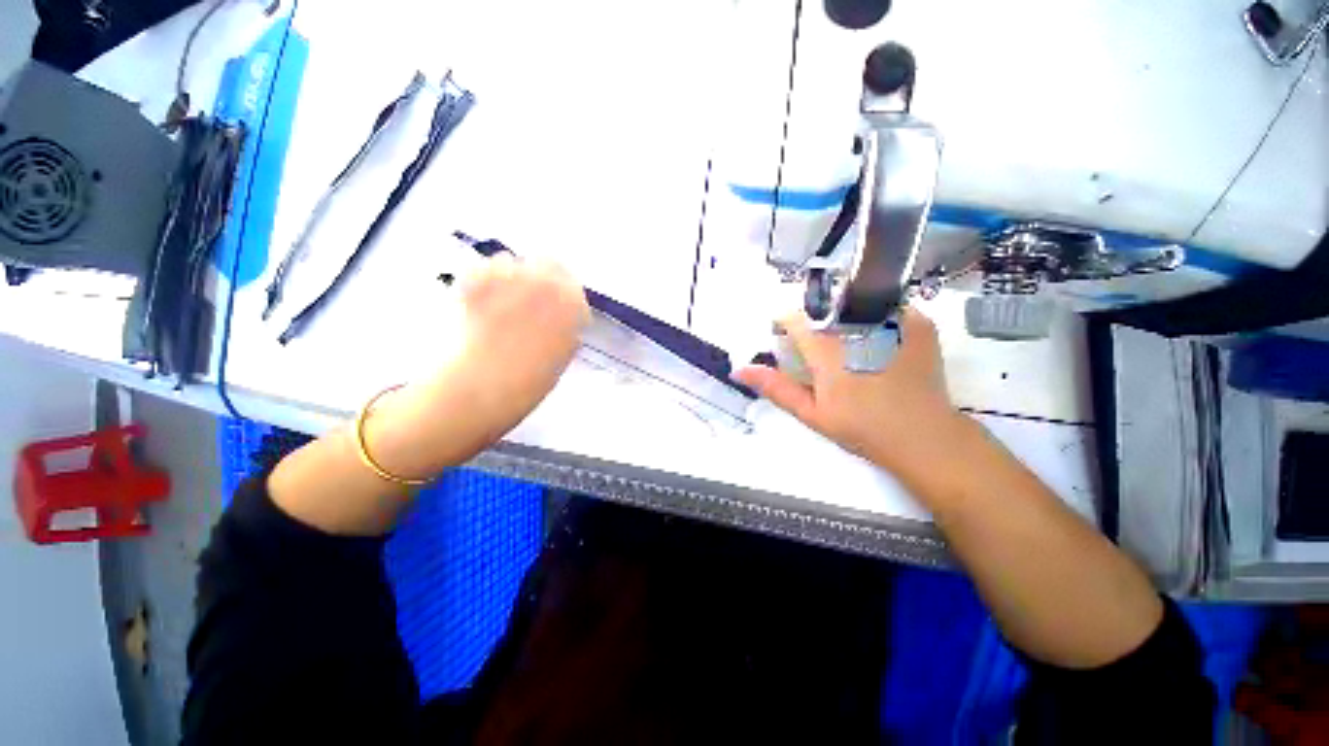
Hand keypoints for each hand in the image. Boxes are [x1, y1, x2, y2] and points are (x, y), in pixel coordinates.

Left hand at [371, 255, 590, 473]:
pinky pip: (478, 269)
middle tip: (522, 300)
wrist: (478, 390)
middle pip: (545, 262)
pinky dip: (477, 282)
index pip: (571, 282)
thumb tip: (562, 319)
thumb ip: (566, 330)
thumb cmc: (526, 383)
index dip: (562, 294)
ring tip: (494, 306)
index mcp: (571, 303)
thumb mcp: (561, 357)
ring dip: (506, 278)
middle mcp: (544, 281)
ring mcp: (507, 275)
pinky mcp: (472, 276)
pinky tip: (472, 306)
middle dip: (537, 276)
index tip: (552, 306)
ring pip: (509, 262)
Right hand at [734, 307, 963, 475]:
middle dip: (815, 325)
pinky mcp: (918, 321)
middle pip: (822, 309)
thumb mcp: (811, 412)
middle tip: (822, 354)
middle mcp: (856, 326)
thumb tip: (738, 369)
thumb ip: (776, 387)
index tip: (788, 342)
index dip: (785, 325)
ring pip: (852, 305)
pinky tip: (877, 346)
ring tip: (851, 352)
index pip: (794, 317)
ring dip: (844, 321)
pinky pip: (884, 308)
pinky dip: (873, 321)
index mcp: (826, 348)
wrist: (924, 436)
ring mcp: (892, 320)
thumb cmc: (862, 427)